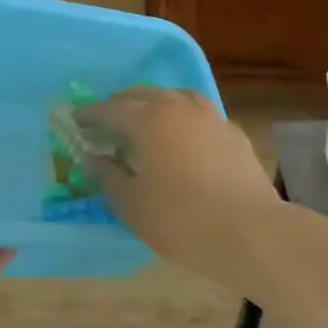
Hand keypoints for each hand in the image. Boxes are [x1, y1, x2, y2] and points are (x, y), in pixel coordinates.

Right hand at [76, 88, 282, 283]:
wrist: (251, 233)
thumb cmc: (181, 220)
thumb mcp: (131, 204)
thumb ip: (107, 175)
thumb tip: (93, 157)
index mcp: (148, 120)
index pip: (110, 109)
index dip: (90, 115)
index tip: (75, 122)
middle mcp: (179, 107)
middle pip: (142, 95)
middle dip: (119, 106)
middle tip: (105, 125)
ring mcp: (211, 117)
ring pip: (174, 98)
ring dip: (153, 106)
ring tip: (144, 124)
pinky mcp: (233, 133)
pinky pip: (198, 115)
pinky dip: (180, 119)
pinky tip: (181, 140)